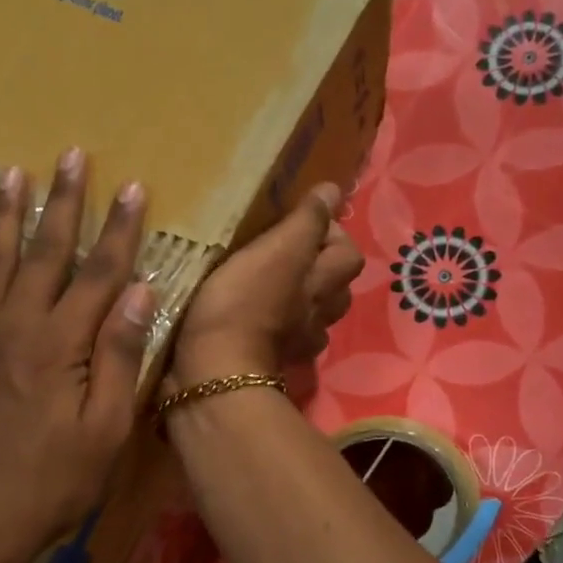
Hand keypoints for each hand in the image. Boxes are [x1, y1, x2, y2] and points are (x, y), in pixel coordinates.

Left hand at [0, 151, 153, 562]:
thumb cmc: (52, 487)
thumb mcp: (105, 431)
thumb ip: (120, 358)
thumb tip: (139, 292)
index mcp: (59, 346)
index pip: (98, 273)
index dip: (117, 230)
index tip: (130, 188)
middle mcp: (11, 330)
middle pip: (43, 255)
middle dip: (62, 204)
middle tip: (70, 156)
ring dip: (3, 219)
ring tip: (11, 176)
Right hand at [170, 184, 363, 388]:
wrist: (214, 371)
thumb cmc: (244, 304)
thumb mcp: (277, 251)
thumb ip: (306, 222)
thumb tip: (332, 190)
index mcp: (323, 284)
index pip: (348, 254)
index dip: (333, 235)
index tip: (302, 223)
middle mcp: (318, 315)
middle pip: (336, 290)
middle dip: (321, 270)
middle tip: (290, 253)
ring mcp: (296, 343)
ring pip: (312, 316)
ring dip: (300, 300)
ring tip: (273, 284)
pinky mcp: (268, 361)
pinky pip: (283, 338)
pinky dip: (276, 326)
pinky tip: (256, 317)